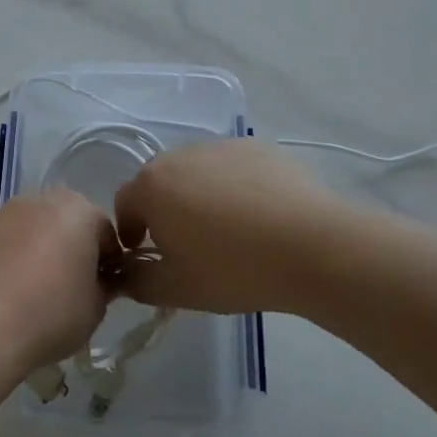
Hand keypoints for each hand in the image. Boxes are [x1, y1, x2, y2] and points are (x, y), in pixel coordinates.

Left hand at [0, 192, 118, 372]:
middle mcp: (44, 200)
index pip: (107, 234)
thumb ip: (106, 287)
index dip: (110, 264)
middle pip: (70, 223)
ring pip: (39, 229)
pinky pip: (12, 241)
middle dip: (76, 250)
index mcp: (80, 210)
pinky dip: (18, 258)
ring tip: (40, 292)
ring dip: (45, 251)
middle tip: (74, 289)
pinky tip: (14, 291)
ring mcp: (7, 212)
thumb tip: (102, 281)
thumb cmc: (50, 313)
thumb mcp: (95, 308)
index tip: (105, 291)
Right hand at [112, 140, 351, 314]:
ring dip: (198, 194)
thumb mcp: (177, 290)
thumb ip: (138, 282)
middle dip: (163, 209)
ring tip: (226, 229)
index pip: (124, 202)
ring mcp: (222, 146)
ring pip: (197, 171)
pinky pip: (232, 167)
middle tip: (184, 243)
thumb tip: (126, 274)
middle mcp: (181, 155)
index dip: (129, 230)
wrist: (312, 246)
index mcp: (152, 186)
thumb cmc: (233, 269)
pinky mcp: (258, 147)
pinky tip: (258, 215)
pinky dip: (234, 186)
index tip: (144, 252)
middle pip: (160, 181)